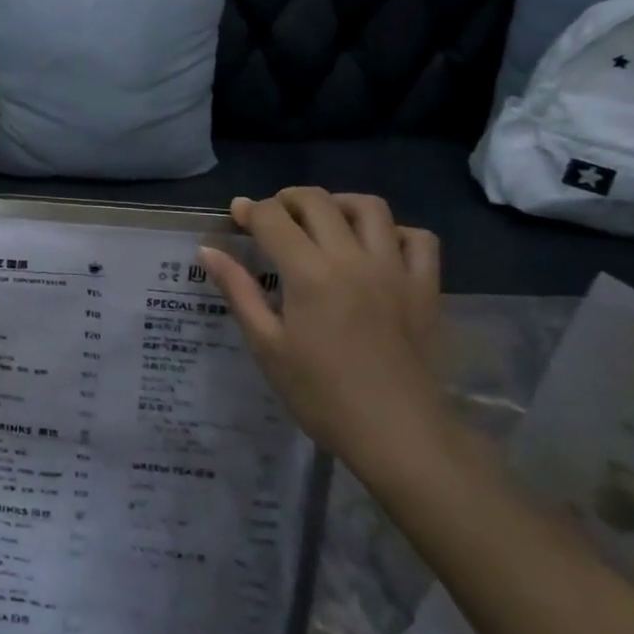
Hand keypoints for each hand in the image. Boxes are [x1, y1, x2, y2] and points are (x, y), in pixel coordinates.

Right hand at [199, 189, 449, 478]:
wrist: (397, 434)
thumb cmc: (321, 394)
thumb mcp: (267, 346)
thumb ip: (238, 291)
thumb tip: (208, 251)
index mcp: (309, 272)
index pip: (273, 217)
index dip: (249, 210)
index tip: (236, 217)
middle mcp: (352, 257)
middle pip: (318, 201)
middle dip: (287, 200)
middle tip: (272, 219)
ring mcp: (394, 269)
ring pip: (369, 207)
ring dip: (339, 204)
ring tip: (323, 222)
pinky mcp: (425, 287)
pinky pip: (419, 239)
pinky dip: (395, 232)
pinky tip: (377, 248)